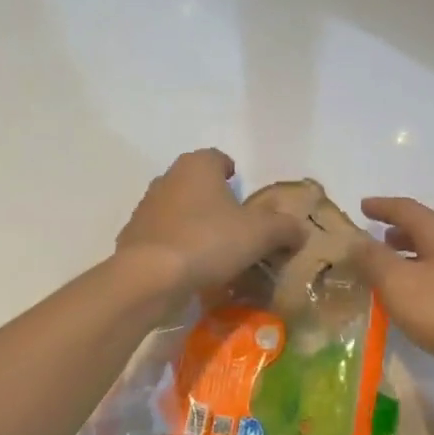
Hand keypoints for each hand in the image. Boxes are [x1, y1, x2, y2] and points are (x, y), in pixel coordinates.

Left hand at [116, 150, 306, 303]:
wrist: (150, 277)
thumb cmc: (209, 241)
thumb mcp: (261, 234)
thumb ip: (285, 228)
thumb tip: (300, 230)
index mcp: (197, 166)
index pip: (218, 158)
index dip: (232, 172)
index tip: (243, 191)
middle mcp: (168, 179)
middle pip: (196, 183)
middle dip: (214, 199)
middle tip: (235, 223)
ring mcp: (146, 208)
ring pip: (178, 209)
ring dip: (194, 223)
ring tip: (214, 249)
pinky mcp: (133, 237)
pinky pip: (163, 237)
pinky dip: (176, 246)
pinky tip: (190, 267)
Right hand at [349, 196, 433, 388]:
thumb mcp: (399, 284)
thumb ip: (374, 260)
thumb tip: (356, 241)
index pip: (406, 209)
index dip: (382, 207)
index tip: (363, 206)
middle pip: (425, 229)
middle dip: (398, 231)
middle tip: (376, 238)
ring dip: (411, 255)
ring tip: (391, 268)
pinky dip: (424, 276)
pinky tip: (417, 298)